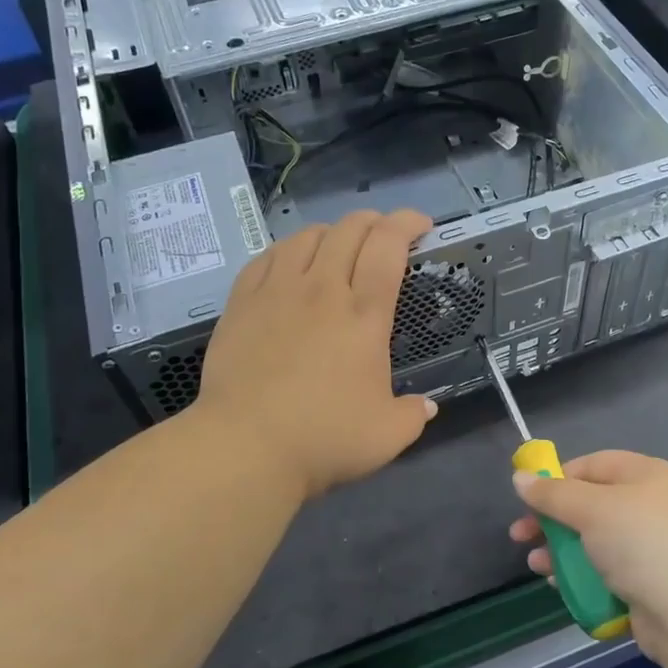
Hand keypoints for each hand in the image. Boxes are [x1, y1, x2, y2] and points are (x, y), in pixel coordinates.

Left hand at [194, 209, 437, 500]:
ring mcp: (277, 292)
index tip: (421, 225)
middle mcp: (322, 290)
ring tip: (338, 245)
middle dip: (374, 221)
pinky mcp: (241, 303)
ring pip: (306, 236)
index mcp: (364, 315)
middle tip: (384, 234)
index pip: (388, 246)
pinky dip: (288, 250)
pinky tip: (290, 262)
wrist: (246, 446)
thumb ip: (413, 414)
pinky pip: (267, 257)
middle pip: (349, 230)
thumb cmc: (324, 438)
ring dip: (331, 232)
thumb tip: (426, 406)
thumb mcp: (387, 435)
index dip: (407, 223)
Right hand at [510, 451, 667, 664]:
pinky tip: (561, 588)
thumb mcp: (592, 509)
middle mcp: (654, 506)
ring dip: (563, 552)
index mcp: (648, 475)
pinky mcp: (654, 585)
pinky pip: (611, 573)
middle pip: (592, 505)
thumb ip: (552, 494)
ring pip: (597, 542)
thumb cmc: (644, 545)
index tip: (528, 499)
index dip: (558, 479)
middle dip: (553, 521)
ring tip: (535, 567)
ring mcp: (657, 548)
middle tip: (521, 536)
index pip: (593, 465)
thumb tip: (519, 476)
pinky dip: (585, 577)